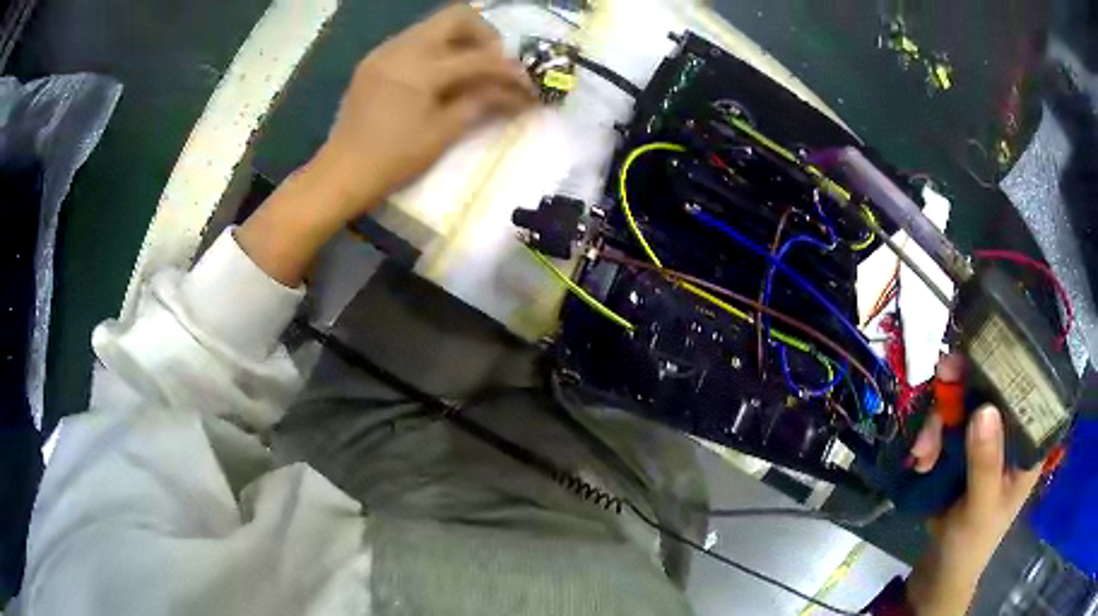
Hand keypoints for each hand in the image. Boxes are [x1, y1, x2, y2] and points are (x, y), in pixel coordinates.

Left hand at [314, 3, 537, 216]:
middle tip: (493, 64)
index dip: (508, 69)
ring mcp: (384, 51)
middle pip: (456, 17)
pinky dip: (435, 49)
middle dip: (484, 36)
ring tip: (468, 71)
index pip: (478, 57)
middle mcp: (402, 48)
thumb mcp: (443, 132)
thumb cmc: (394, 159)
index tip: (526, 83)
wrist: (342, 172)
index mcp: (421, 69)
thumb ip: (481, 102)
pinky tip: (437, 76)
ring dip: (459, 41)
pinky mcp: (374, 61)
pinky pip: (413, 40)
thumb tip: (515, 92)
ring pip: (433, 26)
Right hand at [905, 356, 1041, 614]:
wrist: (941, 569)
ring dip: (937, 422)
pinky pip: (945, 423)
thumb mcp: (981, 508)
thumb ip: (985, 464)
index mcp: (1029, 440)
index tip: (975, 354)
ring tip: (920, 455)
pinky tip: (919, 460)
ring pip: (963, 403)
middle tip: (937, 390)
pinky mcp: (963, 446)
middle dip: (959, 392)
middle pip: (990, 387)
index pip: (1026, 386)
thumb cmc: (972, 543)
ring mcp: (986, 436)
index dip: (1005, 363)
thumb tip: (985, 408)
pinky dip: (929, 436)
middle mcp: (1011, 429)